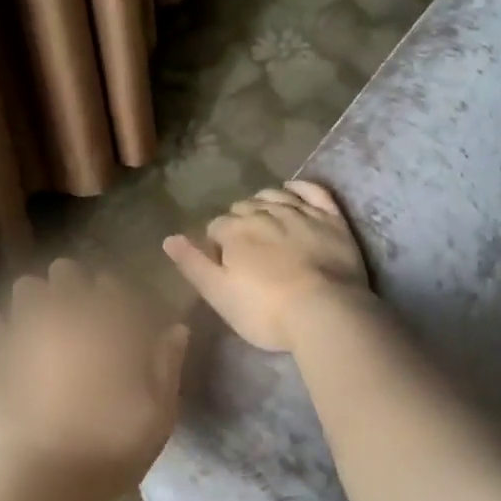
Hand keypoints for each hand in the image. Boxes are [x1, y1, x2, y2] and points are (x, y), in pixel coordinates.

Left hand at [0, 259, 188, 500]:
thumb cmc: (111, 449)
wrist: (44, 483)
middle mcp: (66, 314)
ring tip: (39, 327)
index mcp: (109, 325)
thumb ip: (167, 364)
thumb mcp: (159, 414)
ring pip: (25, 288)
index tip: (117, 315)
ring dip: (34, 301)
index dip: (114, 296)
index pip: (112, 286)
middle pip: (66, 273)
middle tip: (77, 317)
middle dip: (72, 287)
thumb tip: (176, 329)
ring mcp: (22, 330)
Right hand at [162, 181, 370, 352]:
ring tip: (264, 218)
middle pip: (244, 208)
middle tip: (245, 246)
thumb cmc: (266, 311)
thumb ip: (193, 264)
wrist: (325, 313)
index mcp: (235, 231)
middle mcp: (265, 212)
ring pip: (274, 195)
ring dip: (264, 203)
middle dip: (239, 222)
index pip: (216, 227)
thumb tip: (169, 238)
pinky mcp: (331, 218)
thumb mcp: (219, 294)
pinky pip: (313, 191)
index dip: (216, 243)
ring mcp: (301, 212)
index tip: (223, 261)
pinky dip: (300, 187)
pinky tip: (293, 190)